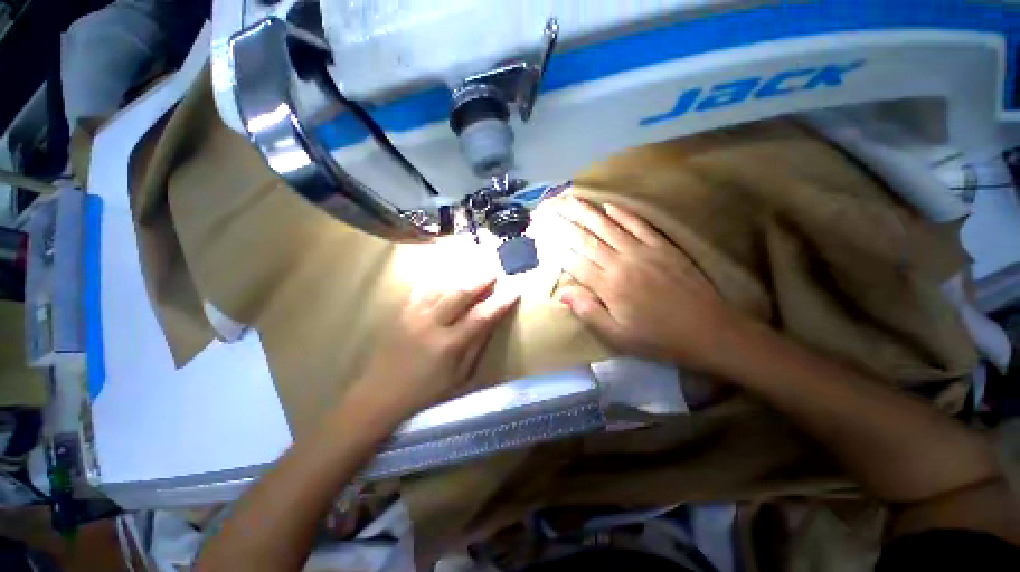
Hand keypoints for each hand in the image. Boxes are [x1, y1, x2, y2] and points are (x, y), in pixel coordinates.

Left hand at [357, 276, 519, 418]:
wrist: (379, 396)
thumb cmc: (424, 394)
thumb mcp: (458, 378)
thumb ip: (475, 348)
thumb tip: (489, 324)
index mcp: (448, 345)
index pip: (481, 317)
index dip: (500, 302)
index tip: (514, 291)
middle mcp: (430, 324)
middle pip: (460, 295)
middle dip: (480, 281)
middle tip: (494, 273)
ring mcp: (413, 316)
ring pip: (440, 287)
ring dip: (459, 278)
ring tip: (472, 270)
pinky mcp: (400, 313)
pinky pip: (420, 290)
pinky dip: (435, 281)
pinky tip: (443, 276)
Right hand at [552, 196, 743, 372]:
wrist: (708, 331)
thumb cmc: (657, 338)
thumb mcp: (617, 335)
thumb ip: (588, 311)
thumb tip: (561, 292)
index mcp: (609, 286)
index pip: (575, 261)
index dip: (556, 247)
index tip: (542, 233)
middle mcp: (621, 262)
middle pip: (587, 238)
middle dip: (566, 221)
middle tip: (550, 206)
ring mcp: (643, 251)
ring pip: (609, 227)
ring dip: (588, 211)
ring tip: (571, 198)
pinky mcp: (663, 247)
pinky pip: (639, 225)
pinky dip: (623, 214)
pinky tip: (609, 206)